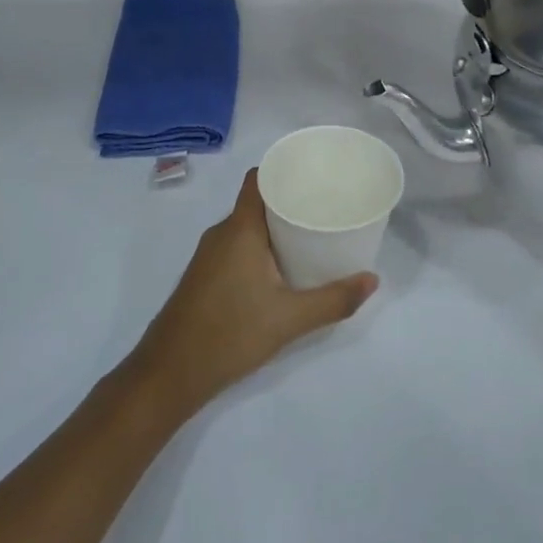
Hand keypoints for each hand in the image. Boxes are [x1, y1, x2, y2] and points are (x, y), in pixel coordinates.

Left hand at [129, 170, 377, 417]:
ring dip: (275, 228)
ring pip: (246, 227)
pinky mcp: (204, 275)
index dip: (284, 170)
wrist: (170, 372)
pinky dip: (260, 247)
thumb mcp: (290, 319)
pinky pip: (236, 246)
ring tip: (311, 236)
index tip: (315, 175)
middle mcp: (221, 233)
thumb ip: (334, 300)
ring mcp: (208, 255)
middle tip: (325, 209)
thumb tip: (372, 280)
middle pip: (256, 202)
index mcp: (240, 229)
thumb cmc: (231, 333)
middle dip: (289, 202)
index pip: (258, 179)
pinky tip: (281, 269)